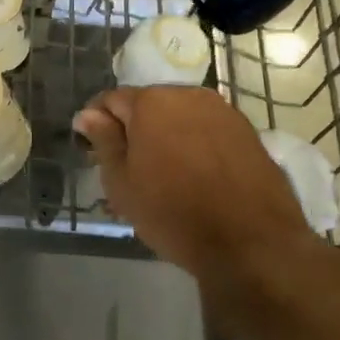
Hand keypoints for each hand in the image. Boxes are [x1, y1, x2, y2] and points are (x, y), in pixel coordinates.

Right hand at [74, 87, 331, 312]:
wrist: (251, 243)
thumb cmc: (173, 212)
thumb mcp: (122, 183)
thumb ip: (103, 141)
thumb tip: (87, 114)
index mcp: (152, 101)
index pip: (111, 99)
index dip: (97, 122)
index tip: (91, 148)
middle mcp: (189, 95)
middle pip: (149, 104)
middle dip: (135, 128)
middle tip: (128, 166)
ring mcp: (224, 112)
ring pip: (181, 116)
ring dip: (167, 135)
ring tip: (163, 173)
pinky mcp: (249, 133)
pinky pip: (208, 130)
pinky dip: (196, 144)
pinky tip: (195, 176)